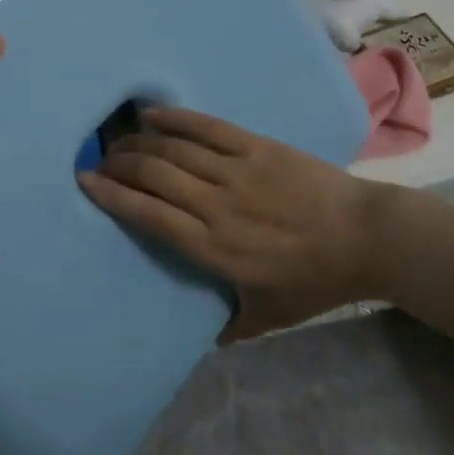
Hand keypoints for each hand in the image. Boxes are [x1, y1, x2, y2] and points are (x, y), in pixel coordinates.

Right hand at [78, 107, 393, 341]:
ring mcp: (237, 171)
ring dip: (139, 142)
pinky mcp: (256, 147)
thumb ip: (230, 328)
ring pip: (173, 149)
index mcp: (215, 248)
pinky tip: (152, 114)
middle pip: (153, 175)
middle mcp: (217, 205)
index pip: (149, 215)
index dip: (112, 196)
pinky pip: (207, 127)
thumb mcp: (270, 317)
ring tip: (119, 142)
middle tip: (101, 162)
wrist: (368, 237)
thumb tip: (199, 339)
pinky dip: (175, 118)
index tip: (86, 183)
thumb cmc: (317, 280)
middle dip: (118, 164)